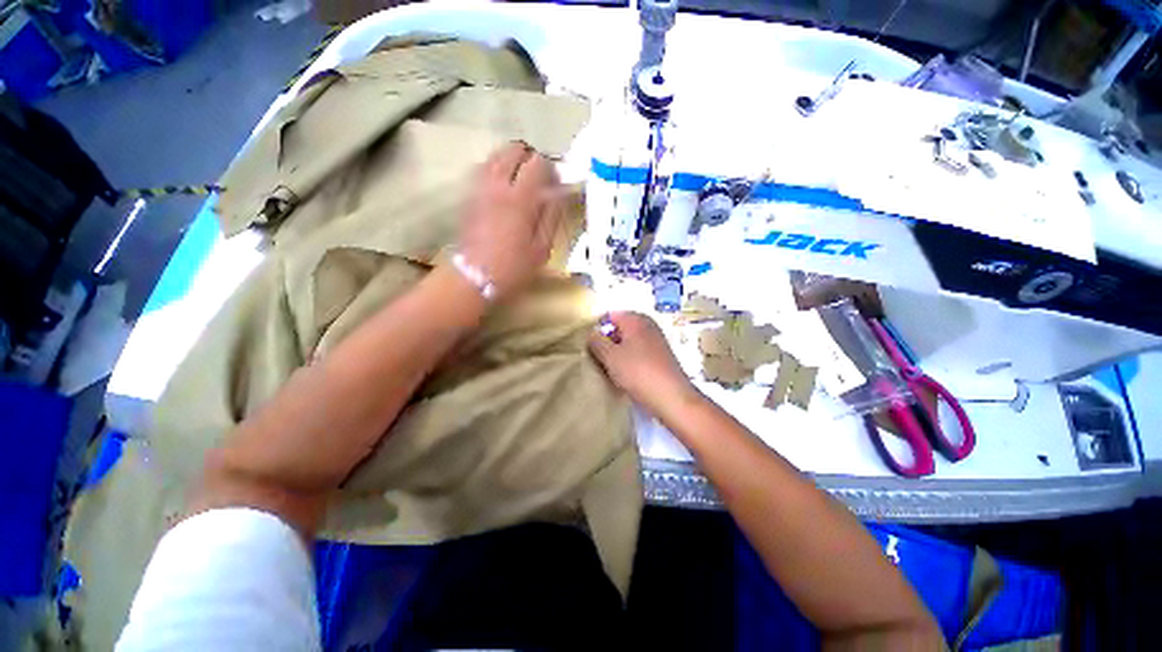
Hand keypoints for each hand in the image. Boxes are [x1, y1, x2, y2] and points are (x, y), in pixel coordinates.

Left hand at [457, 142, 562, 299]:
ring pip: (495, 155)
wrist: (474, 277)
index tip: (555, 182)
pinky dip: (496, 168)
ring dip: (511, 160)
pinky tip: (502, 185)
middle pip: (513, 149)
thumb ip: (552, 217)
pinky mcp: (468, 195)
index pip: (538, 163)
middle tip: (538, 177)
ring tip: (521, 179)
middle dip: (530, 157)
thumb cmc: (513, 267)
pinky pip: (482, 168)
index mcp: (520, 198)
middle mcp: (497, 185)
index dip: (550, 167)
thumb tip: (557, 193)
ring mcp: (479, 187)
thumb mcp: (542, 248)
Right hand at [588, 312, 698, 417]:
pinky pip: (638, 353)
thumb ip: (597, 342)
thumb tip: (592, 334)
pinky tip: (623, 374)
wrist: (671, 397)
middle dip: (607, 341)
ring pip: (629, 342)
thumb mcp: (610, 356)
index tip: (588, 344)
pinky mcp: (661, 357)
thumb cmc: (638, 371)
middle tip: (596, 357)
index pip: (610, 316)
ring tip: (607, 368)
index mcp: (636, 319)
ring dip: (617, 352)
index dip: (597, 328)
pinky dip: (629, 360)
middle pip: (620, 328)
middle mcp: (648, 325)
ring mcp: (656, 341)